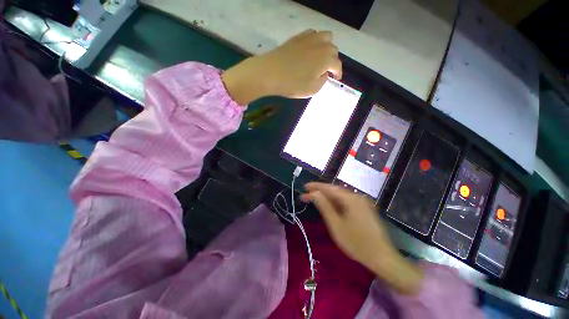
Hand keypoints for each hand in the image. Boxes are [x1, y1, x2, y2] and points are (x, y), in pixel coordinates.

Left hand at [222, 30, 341, 104]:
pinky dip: (315, 41)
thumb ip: (323, 81)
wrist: (270, 73)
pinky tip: (310, 50)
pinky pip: (312, 34)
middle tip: (326, 71)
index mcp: (326, 59)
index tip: (335, 79)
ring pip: (326, 37)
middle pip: (333, 50)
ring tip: (320, 58)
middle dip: (333, 61)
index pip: (337, 65)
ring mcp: (309, 38)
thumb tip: (325, 74)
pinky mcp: (298, 37)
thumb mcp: (312, 89)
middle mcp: (321, 45)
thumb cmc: (293, 84)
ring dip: (327, 47)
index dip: (338, 73)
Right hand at [301, 182, 423, 294]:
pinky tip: (329, 205)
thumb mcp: (336, 224)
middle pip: (335, 190)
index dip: (315, 186)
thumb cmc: (356, 242)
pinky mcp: (364, 209)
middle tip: (307, 193)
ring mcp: (362, 202)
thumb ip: (324, 206)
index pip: (329, 188)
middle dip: (320, 191)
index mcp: (351, 198)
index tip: (304, 187)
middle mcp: (357, 196)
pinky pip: (346, 201)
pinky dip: (335, 202)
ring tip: (315, 198)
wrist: (382, 257)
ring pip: (340, 195)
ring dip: (327, 196)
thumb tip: (314, 193)